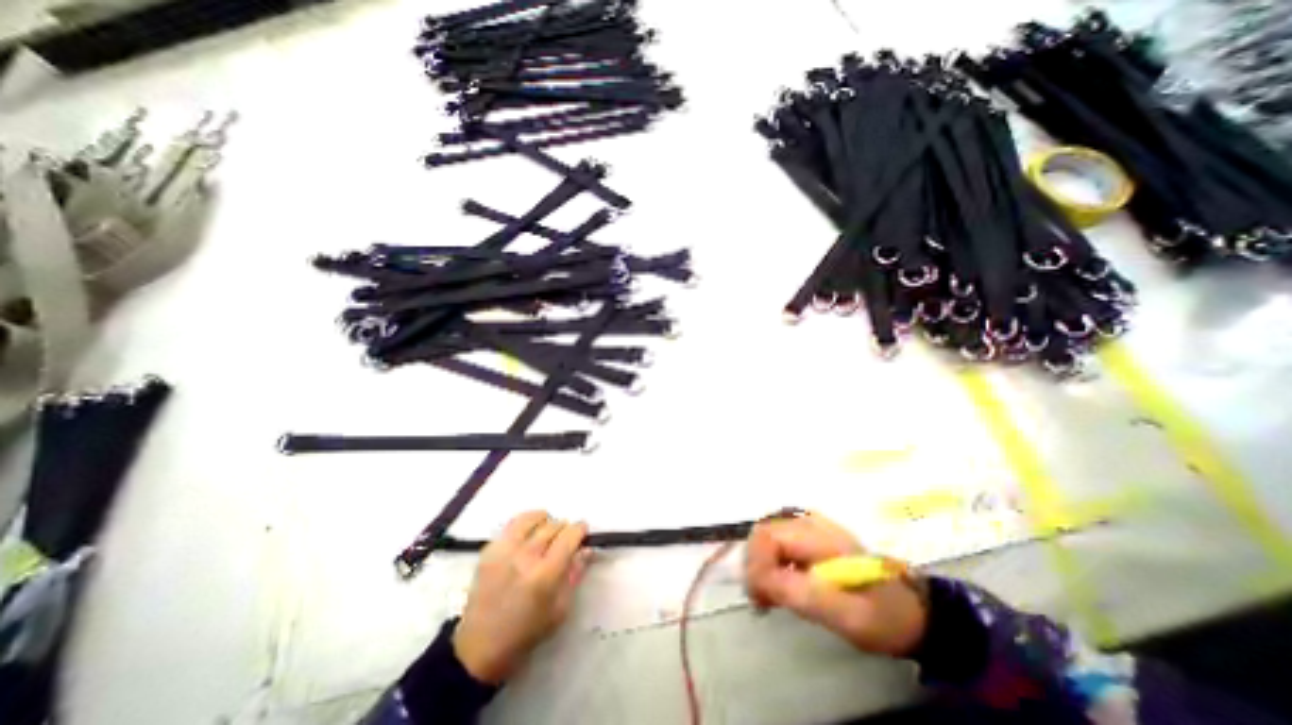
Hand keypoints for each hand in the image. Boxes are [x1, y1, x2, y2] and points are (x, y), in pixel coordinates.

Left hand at [453, 510, 587, 686]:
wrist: (479, 648)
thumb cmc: (527, 632)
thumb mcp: (560, 609)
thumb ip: (575, 574)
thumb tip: (586, 549)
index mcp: (545, 575)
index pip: (569, 537)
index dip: (580, 530)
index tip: (583, 531)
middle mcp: (525, 557)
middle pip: (553, 526)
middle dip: (564, 528)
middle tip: (566, 538)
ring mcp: (505, 551)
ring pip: (532, 519)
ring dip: (546, 521)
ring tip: (547, 531)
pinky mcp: (489, 551)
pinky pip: (512, 524)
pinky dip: (526, 524)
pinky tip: (529, 533)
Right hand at [749, 512, 927, 658]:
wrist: (913, 610)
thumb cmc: (882, 615)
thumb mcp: (847, 615)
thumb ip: (802, 594)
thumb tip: (759, 581)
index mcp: (819, 536)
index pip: (768, 536)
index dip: (755, 564)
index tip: (759, 599)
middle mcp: (809, 522)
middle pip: (763, 532)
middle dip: (754, 565)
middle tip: (761, 601)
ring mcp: (810, 526)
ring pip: (767, 536)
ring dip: (760, 564)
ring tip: (767, 597)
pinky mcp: (810, 536)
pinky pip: (778, 542)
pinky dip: (770, 562)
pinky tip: (778, 586)